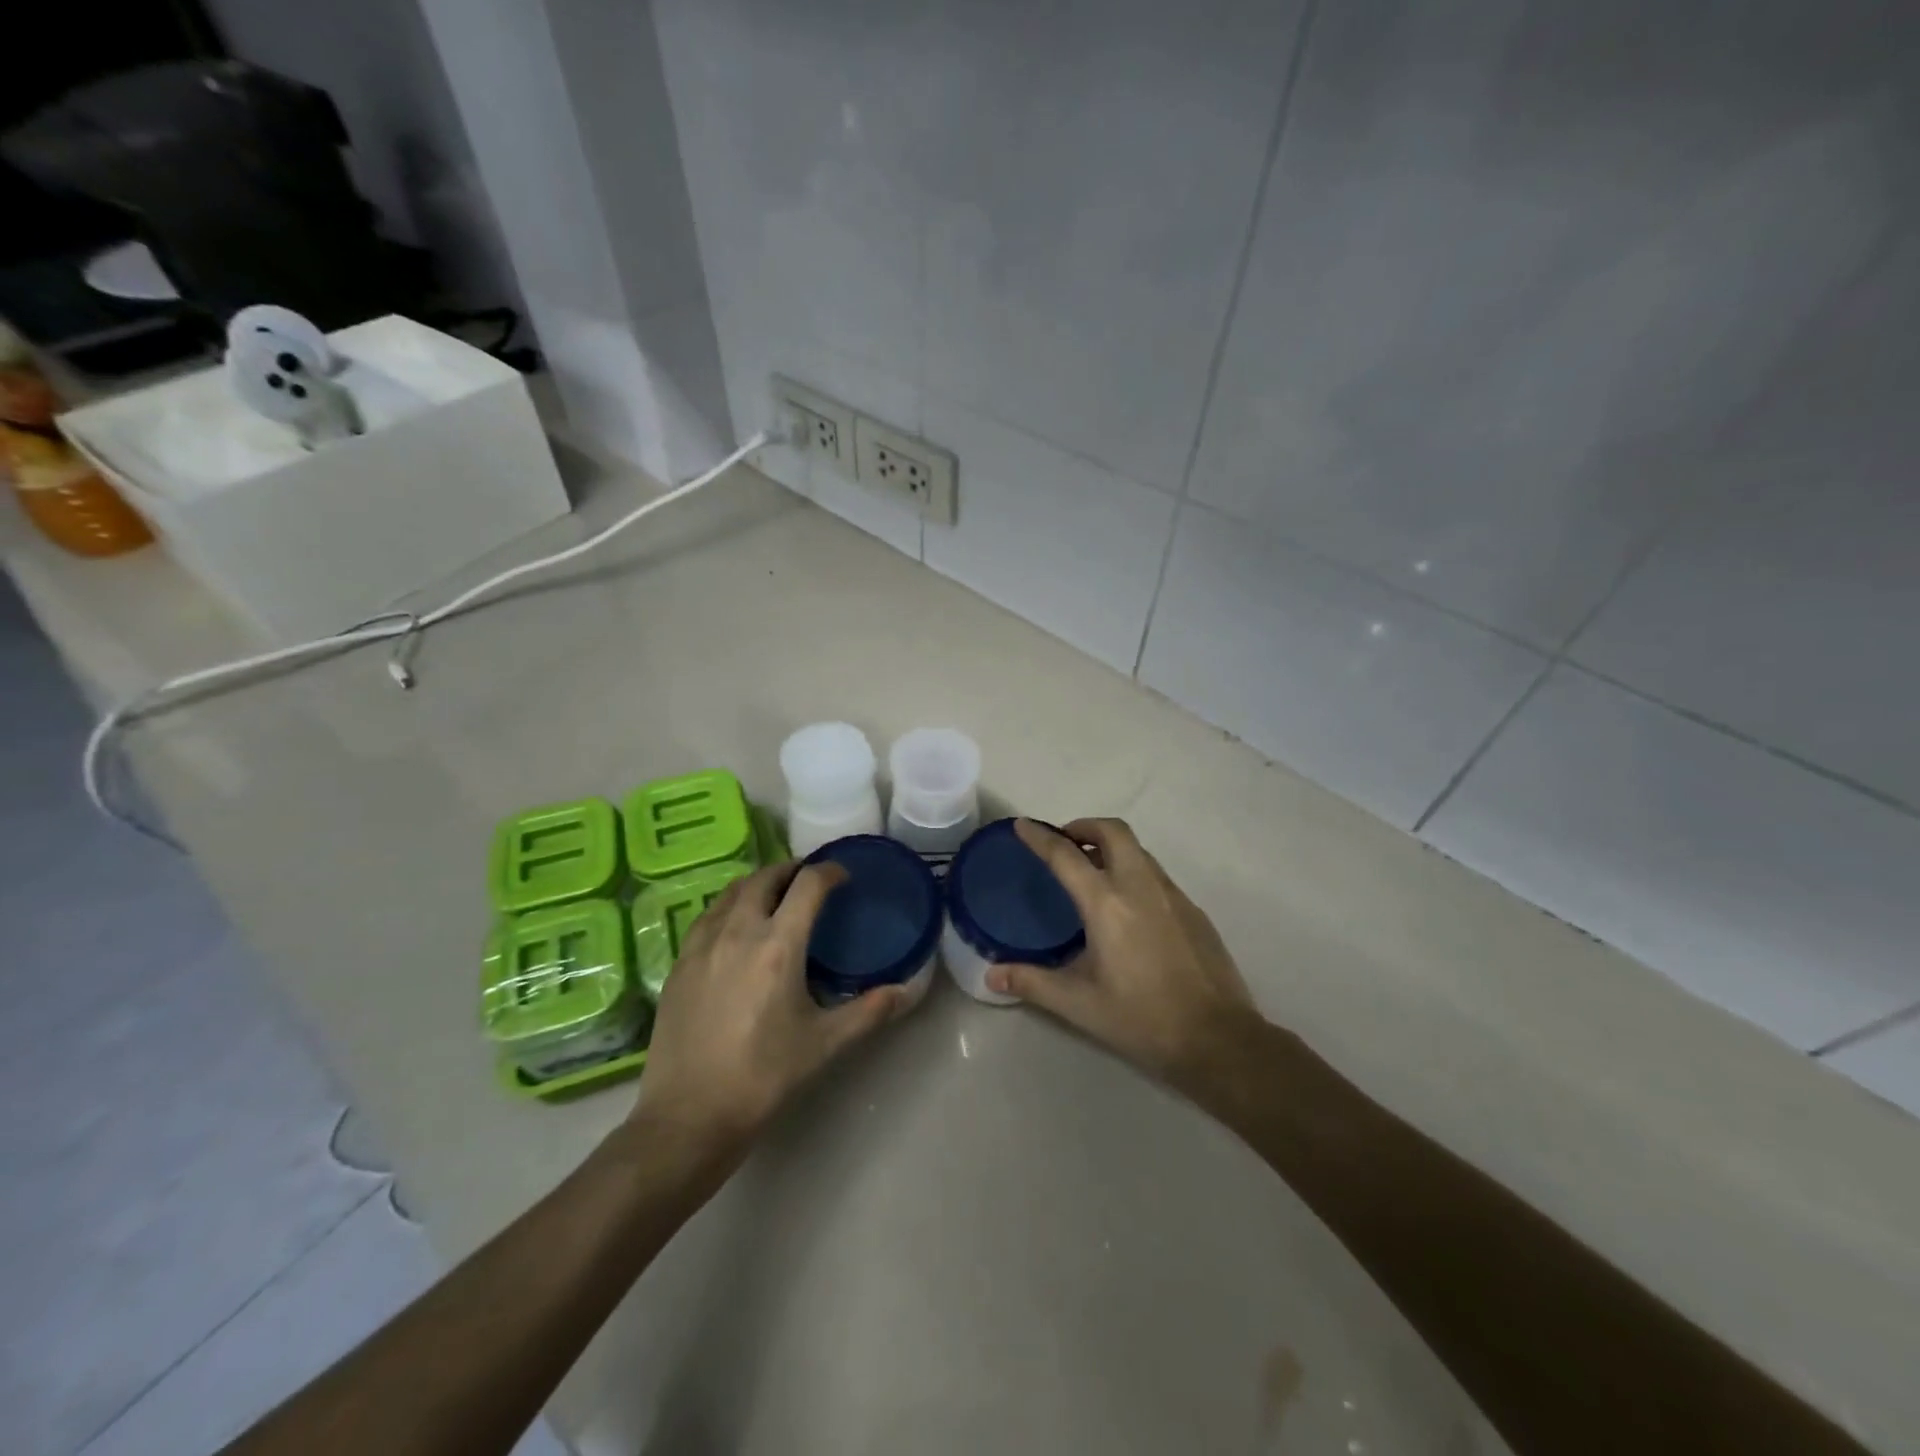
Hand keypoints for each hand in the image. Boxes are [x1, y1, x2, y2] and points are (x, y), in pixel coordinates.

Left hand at [636, 862, 903, 1146]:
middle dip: (791, 870)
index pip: (808, 884)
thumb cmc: (764, 1077)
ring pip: (731, 892)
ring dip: (758, 884)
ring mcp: (702, 945)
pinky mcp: (679, 964)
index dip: (829, 871)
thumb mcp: (825, 1044)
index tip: (843, 876)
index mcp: (778, 945)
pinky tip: (736, 930)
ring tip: (774, 897)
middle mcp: (738, 931)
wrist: (688, 1117)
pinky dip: (729, 907)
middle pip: (765, 877)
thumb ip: (869, 1011)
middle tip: (809, 881)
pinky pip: (707, 916)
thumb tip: (906, 991)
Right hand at [986, 818, 1258, 1096]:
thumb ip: (1033, 983)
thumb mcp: (1079, 1004)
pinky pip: (1156, 875)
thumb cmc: (1141, 1019)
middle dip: (1085, 826)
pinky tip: (1129, 908)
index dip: (1040, 837)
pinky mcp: (1194, 911)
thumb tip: (992, 975)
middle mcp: (1140, 886)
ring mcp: (1172, 895)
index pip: (1066, 856)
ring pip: (1139, 850)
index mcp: (1107, 904)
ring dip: (1111, 848)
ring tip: (1093, 872)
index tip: (1023, 825)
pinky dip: (1134, 871)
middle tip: (1065, 843)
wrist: (1218, 1039)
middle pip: (1113, 831)